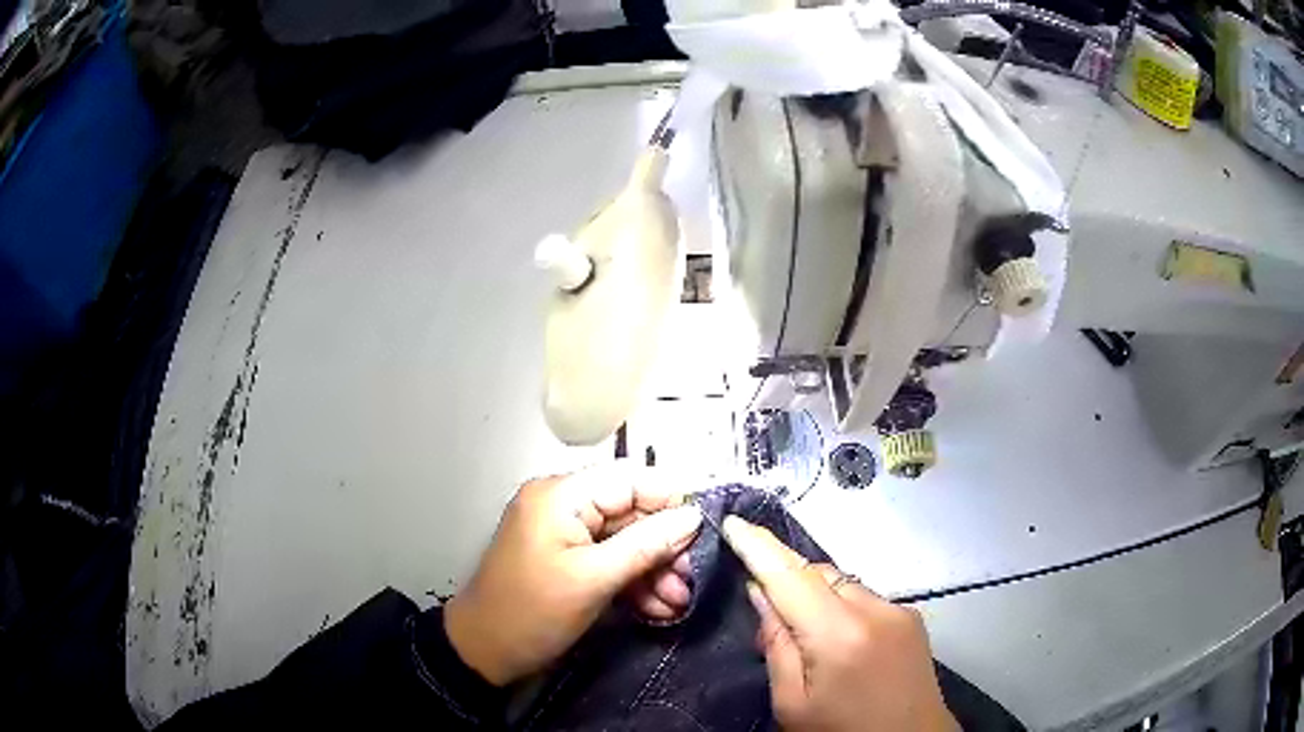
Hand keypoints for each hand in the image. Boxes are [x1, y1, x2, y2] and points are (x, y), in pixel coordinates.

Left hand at [444, 464, 702, 684]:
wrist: (484, 653)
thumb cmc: (533, 613)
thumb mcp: (594, 580)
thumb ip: (646, 544)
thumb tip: (694, 515)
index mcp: (561, 495)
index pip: (630, 478)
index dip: (670, 501)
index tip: (702, 535)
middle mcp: (563, 504)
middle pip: (631, 512)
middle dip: (664, 548)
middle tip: (691, 581)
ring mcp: (565, 533)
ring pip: (625, 540)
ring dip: (654, 570)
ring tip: (678, 603)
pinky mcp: (568, 559)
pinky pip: (610, 559)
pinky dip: (633, 581)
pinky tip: (657, 608)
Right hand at [722, 516, 957, 731]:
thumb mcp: (792, 703)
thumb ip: (776, 645)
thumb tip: (762, 593)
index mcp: (839, 635)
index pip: (790, 577)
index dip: (759, 547)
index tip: (734, 522)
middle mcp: (875, 610)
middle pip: (819, 575)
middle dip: (787, 583)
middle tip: (767, 624)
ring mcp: (899, 611)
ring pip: (843, 585)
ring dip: (817, 598)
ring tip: (808, 641)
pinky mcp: (912, 619)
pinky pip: (865, 599)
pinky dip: (843, 609)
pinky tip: (841, 644)